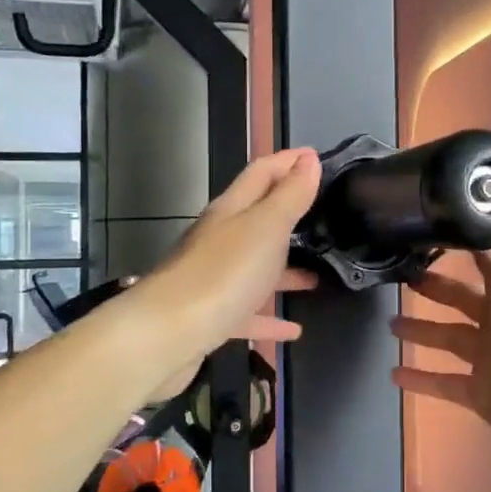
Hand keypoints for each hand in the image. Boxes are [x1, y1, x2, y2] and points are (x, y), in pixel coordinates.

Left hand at [137, 148, 322, 401]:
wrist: (166, 335)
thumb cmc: (222, 273)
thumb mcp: (266, 227)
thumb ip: (290, 195)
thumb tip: (309, 160)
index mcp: (231, 211)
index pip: (261, 173)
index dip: (288, 161)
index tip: (316, 156)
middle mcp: (220, 240)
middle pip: (257, 219)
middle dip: (288, 214)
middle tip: (324, 215)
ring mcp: (213, 279)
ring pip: (255, 267)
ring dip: (285, 269)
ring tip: (318, 275)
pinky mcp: (211, 317)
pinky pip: (248, 313)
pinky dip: (270, 317)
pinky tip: (293, 329)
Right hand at [390, 237, 490, 485]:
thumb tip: (479, 216)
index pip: (486, 255)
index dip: (460, 243)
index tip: (424, 230)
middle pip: (462, 296)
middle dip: (435, 286)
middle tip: (401, 278)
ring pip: (449, 337)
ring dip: (420, 330)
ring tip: (389, 324)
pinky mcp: (481, 393)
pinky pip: (444, 382)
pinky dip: (420, 380)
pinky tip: (394, 374)